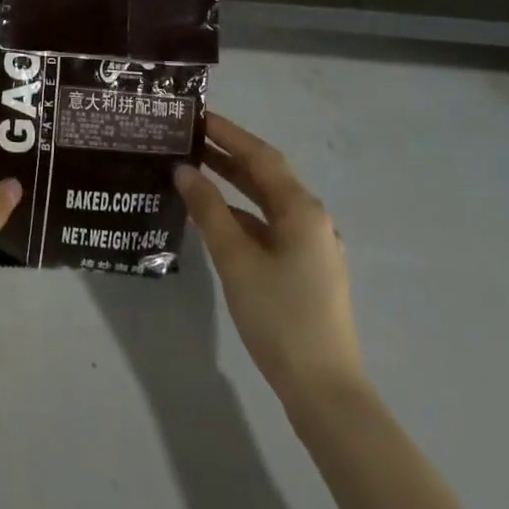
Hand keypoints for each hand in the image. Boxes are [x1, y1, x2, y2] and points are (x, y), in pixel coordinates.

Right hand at [176, 112, 364, 407]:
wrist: (325, 392)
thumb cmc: (280, 316)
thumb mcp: (236, 259)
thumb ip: (208, 210)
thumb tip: (184, 170)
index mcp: (301, 209)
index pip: (260, 156)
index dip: (228, 133)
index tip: (196, 116)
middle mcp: (311, 219)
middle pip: (266, 175)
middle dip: (229, 154)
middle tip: (189, 138)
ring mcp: (310, 246)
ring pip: (267, 201)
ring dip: (233, 183)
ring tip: (195, 168)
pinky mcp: (304, 270)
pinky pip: (269, 225)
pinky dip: (241, 213)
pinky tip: (214, 218)